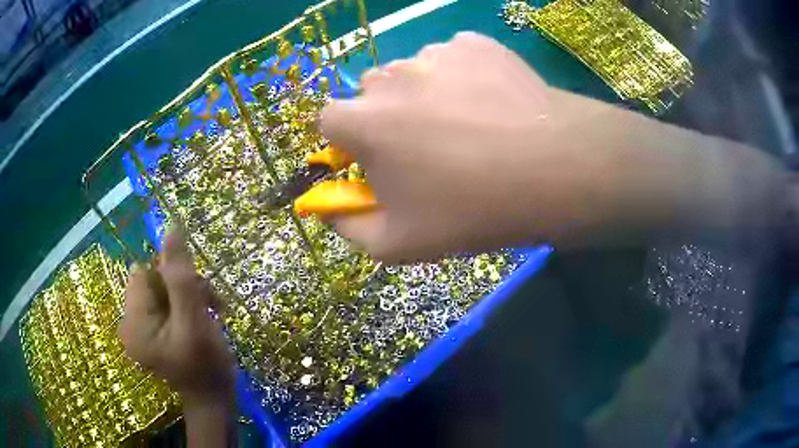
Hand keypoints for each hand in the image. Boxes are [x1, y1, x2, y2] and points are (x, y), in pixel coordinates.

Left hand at [119, 226, 234, 404]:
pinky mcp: (151, 333)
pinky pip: (165, 304)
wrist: (215, 401)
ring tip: (213, 313)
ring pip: (162, 290)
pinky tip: (203, 318)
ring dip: (189, 295)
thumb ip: (181, 276)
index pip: (145, 273)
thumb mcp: (195, 320)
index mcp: (133, 322)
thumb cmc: (206, 367)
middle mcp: (129, 322)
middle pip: (153, 281)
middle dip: (184, 287)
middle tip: (211, 305)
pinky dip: (186, 306)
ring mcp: (140, 329)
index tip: (197, 297)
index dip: (172, 277)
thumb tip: (171, 227)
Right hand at [321, 32, 781, 261]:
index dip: (350, 142)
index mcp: (362, 121)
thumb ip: (348, 227)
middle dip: (387, 117)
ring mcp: (435, 53)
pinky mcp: (475, 43)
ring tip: (470, 125)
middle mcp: (390, 76)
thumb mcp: (399, 243)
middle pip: (371, 93)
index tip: (377, 160)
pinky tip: (491, 103)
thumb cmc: (473, 211)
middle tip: (430, 147)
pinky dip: (462, 76)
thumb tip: (326, 206)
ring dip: (425, 95)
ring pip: (413, 73)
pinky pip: (453, 57)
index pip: (330, 121)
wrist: (557, 171)